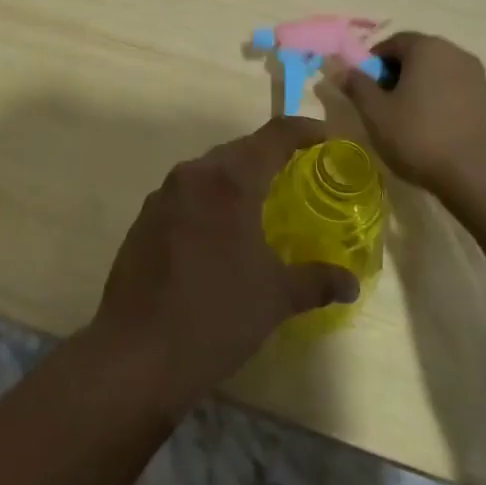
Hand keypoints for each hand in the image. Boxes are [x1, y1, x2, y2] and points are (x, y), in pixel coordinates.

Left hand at [88, 117, 359, 411]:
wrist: (135, 353)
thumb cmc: (215, 317)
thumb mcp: (275, 299)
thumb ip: (316, 281)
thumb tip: (350, 282)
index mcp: (229, 181)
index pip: (275, 136)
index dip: (305, 130)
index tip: (327, 138)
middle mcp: (194, 174)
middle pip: (241, 148)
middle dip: (272, 156)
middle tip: (301, 175)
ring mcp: (163, 194)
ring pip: (210, 170)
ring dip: (238, 178)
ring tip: (264, 205)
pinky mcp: (145, 217)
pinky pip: (188, 193)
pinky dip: (211, 200)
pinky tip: (221, 233)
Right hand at [324, 32, 485, 198]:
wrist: (482, 177)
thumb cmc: (420, 137)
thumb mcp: (375, 113)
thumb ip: (355, 84)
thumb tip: (338, 66)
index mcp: (426, 47)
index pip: (391, 43)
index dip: (371, 64)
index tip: (363, 90)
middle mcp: (455, 52)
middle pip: (416, 56)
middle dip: (395, 76)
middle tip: (382, 106)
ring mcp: (477, 76)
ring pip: (436, 75)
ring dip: (418, 90)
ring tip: (406, 122)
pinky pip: (455, 93)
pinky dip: (439, 104)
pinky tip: (433, 132)